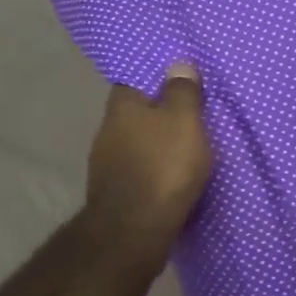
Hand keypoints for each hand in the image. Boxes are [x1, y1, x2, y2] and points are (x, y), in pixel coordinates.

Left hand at [82, 62, 213, 272]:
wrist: (134, 231)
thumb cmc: (163, 167)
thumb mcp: (184, 120)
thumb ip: (182, 91)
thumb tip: (177, 64)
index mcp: (122, 106)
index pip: (133, 78)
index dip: (154, 77)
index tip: (177, 80)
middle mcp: (107, 130)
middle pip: (135, 113)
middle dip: (158, 114)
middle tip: (189, 115)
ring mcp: (106, 164)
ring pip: (136, 144)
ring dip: (156, 145)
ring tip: (184, 148)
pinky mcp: (114, 193)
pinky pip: (139, 171)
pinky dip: (154, 170)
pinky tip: (171, 177)